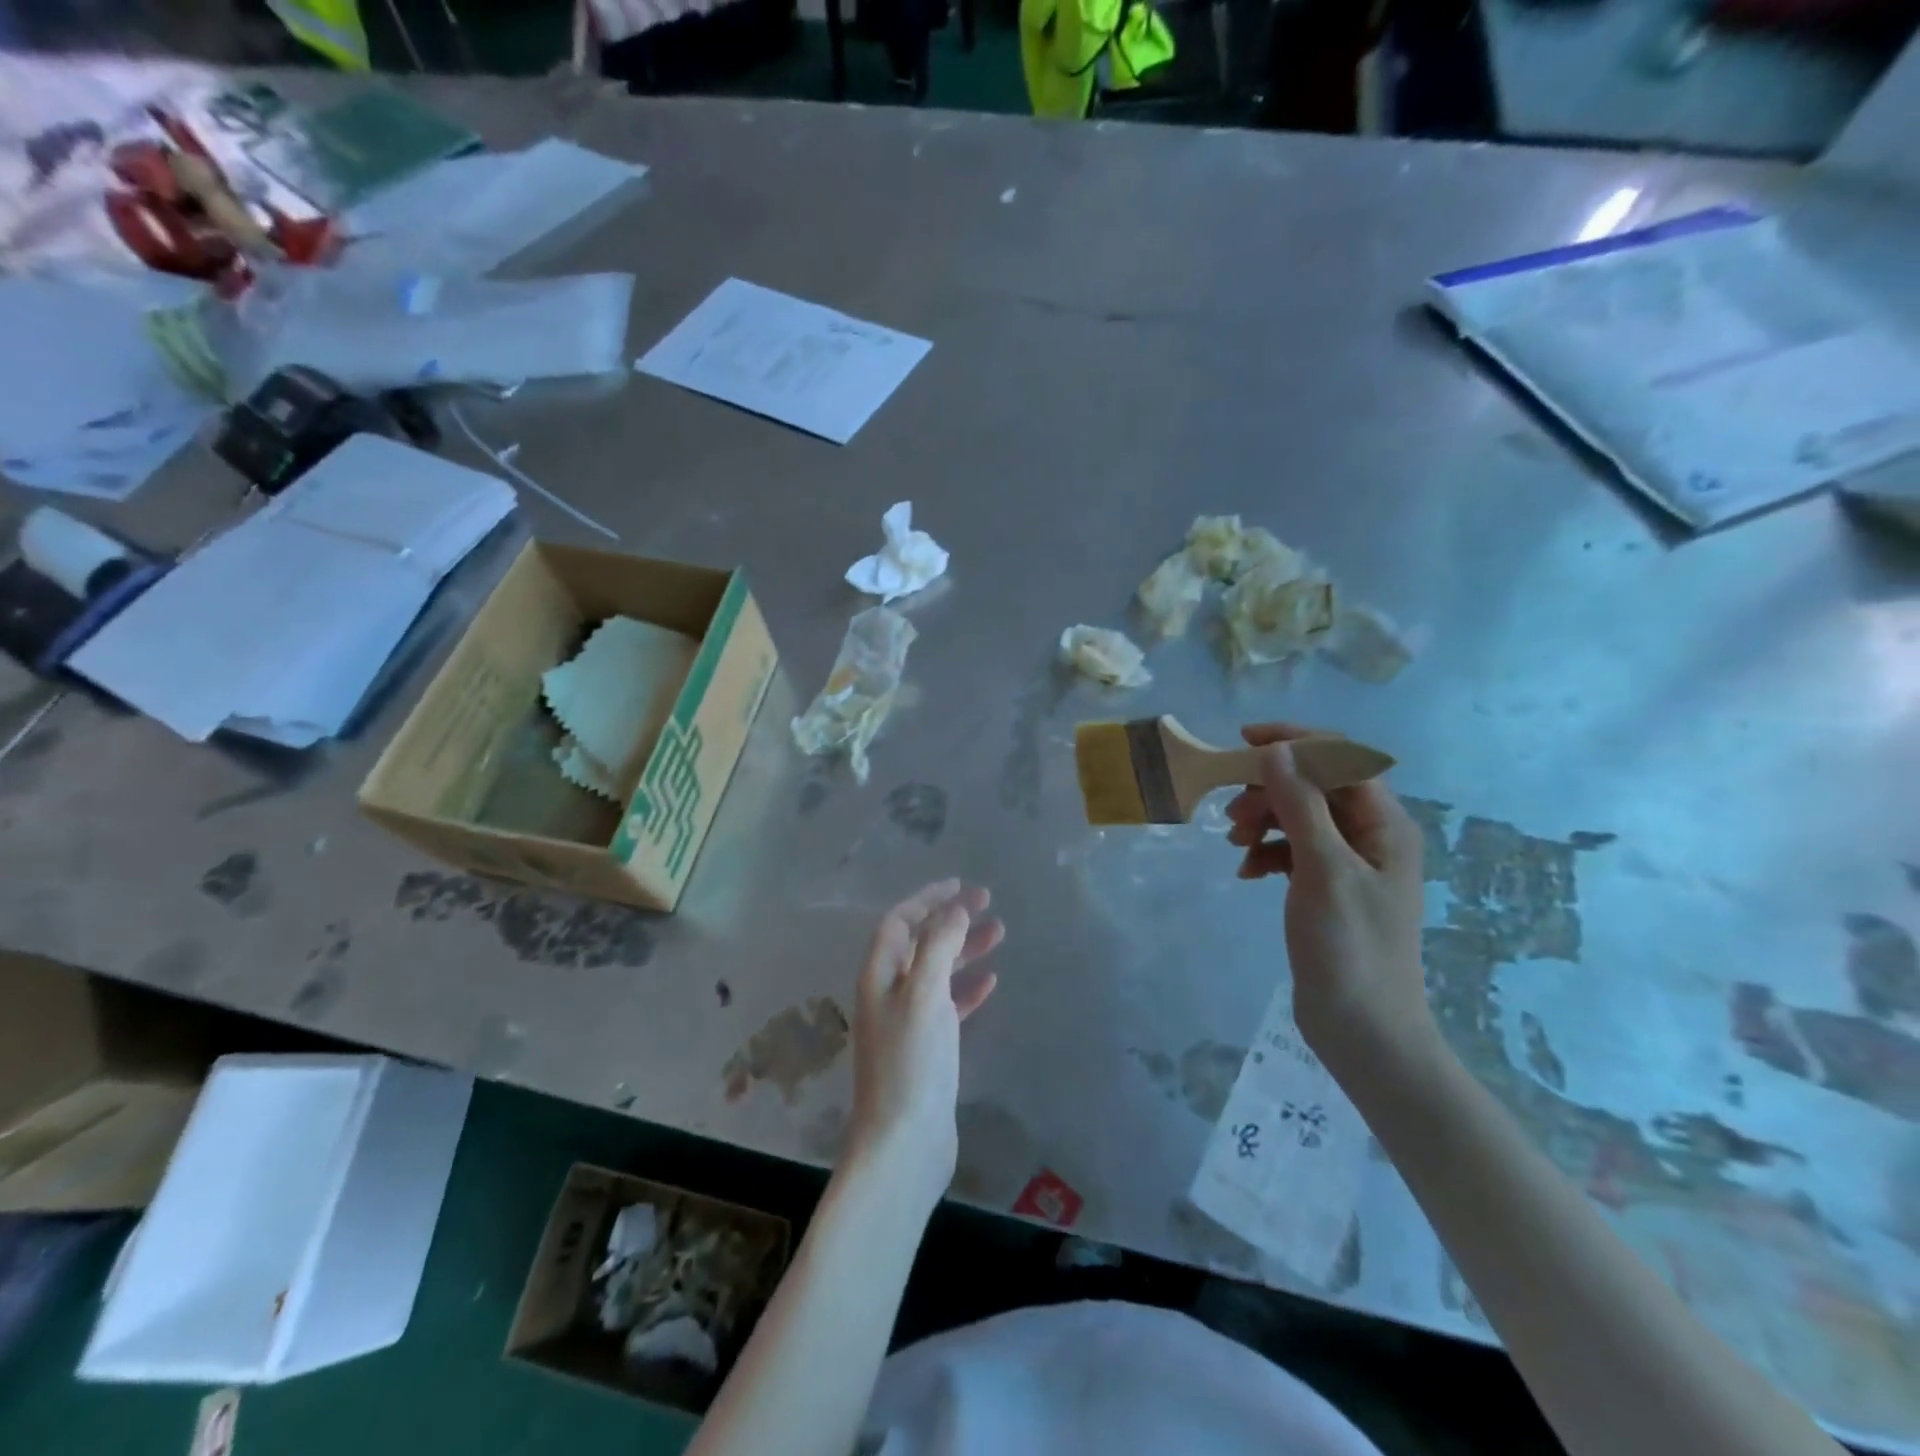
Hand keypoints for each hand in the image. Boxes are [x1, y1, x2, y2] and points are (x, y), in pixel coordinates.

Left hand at [846, 880, 1004, 1213]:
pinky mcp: (927, 1048)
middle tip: (987, 903)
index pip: (899, 921)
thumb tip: (954, 911)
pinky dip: (967, 988)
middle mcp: (889, 992)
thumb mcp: (923, 994)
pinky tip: (990, 982)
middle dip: (950, 919)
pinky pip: (949, 1005)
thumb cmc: (911, 1062)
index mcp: (879, 975)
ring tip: (1000, 933)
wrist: (904, 1142)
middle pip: (920, 942)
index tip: (959, 885)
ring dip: (965, 950)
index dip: (926, 898)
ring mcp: (908, 1022)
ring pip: (938, 971)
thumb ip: (937, 946)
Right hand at [1225, 724, 1432, 1069]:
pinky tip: (1246, 872)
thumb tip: (1275, 749)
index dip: (1295, 742)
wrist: (1363, 1031)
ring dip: (1265, 819)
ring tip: (1235, 843)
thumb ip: (1300, 804)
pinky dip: (1267, 852)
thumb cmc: (1349, 947)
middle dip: (1271, 789)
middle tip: (1232, 814)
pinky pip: (1292, 850)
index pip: (1342, 758)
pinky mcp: (1327, 888)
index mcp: (1385, 825)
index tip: (1243, 742)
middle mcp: (1372, 836)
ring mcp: (1349, 864)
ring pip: (1300, 816)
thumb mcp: (1322, 869)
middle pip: (1316, 785)